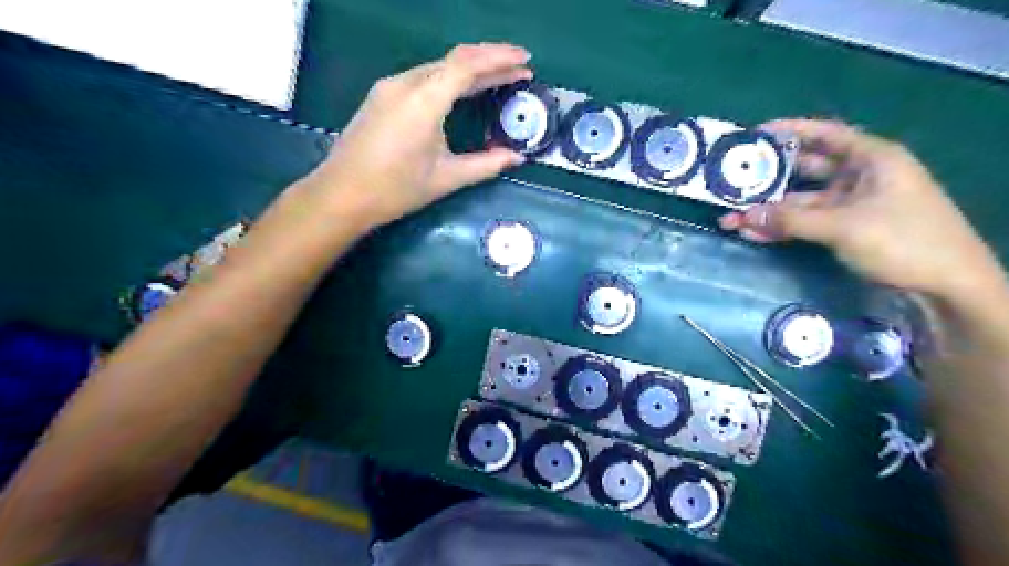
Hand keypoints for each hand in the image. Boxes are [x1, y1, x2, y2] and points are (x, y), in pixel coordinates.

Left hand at [308, 42, 529, 228]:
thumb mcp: (446, 178)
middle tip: (519, 69)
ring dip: (470, 69)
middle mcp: (405, 83)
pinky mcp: (382, 96)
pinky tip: (463, 90)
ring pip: (438, 67)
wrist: (342, 195)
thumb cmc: (396, 190)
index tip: (526, 60)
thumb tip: (517, 158)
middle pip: (454, 60)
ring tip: (499, 78)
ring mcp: (390, 87)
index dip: (499, 58)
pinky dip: (449, 78)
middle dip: (490, 61)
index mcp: (423, 101)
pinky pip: (423, 77)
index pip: (467, 66)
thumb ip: (486, 165)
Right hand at [717, 116, 1000, 301]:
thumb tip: (743, 216)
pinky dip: (781, 228)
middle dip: (769, 177)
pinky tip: (751, 233)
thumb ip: (791, 219)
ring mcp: (850, 205)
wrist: (945, 286)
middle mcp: (858, 177)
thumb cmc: (903, 241)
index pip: (825, 135)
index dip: (790, 131)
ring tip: (730, 217)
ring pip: (800, 202)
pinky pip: (804, 223)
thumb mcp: (843, 227)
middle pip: (806, 170)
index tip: (755, 134)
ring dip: (768, 210)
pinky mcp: (843, 230)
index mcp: (871, 159)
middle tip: (733, 179)